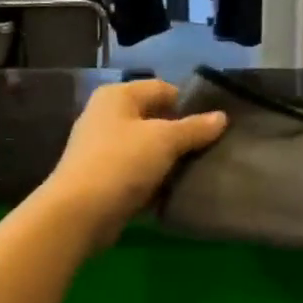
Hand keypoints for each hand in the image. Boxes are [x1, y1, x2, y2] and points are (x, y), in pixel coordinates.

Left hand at [41, 79, 226, 246]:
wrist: (79, 213)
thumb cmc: (121, 163)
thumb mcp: (165, 140)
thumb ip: (195, 128)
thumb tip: (222, 116)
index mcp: (118, 96)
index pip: (163, 89)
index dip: (190, 103)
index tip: (215, 124)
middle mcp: (107, 116)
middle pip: (155, 119)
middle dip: (183, 133)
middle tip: (213, 148)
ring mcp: (103, 149)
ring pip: (148, 148)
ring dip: (171, 159)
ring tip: (201, 169)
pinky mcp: (105, 178)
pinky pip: (139, 172)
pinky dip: (156, 179)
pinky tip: (178, 189)